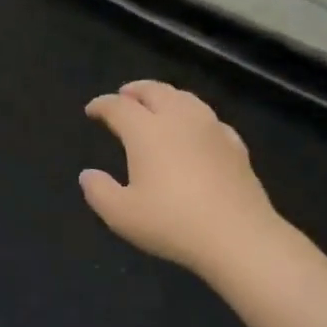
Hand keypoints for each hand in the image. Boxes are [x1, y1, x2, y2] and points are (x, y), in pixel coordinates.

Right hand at [80, 81, 295, 279]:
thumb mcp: (121, 215)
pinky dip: (193, 116)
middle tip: (123, 96)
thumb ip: (99, 191)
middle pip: (154, 91)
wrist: (238, 236)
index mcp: (146, 131)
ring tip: (157, 105)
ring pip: (185, 98)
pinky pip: (209, 119)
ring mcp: (211, 129)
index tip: (91, 110)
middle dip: (135, 90)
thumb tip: (87, 175)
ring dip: (165, 96)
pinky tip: (195, 130)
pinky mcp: (235, 145)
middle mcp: (179, 119)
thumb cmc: (172, 223)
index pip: (118, 107)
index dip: (102, 105)